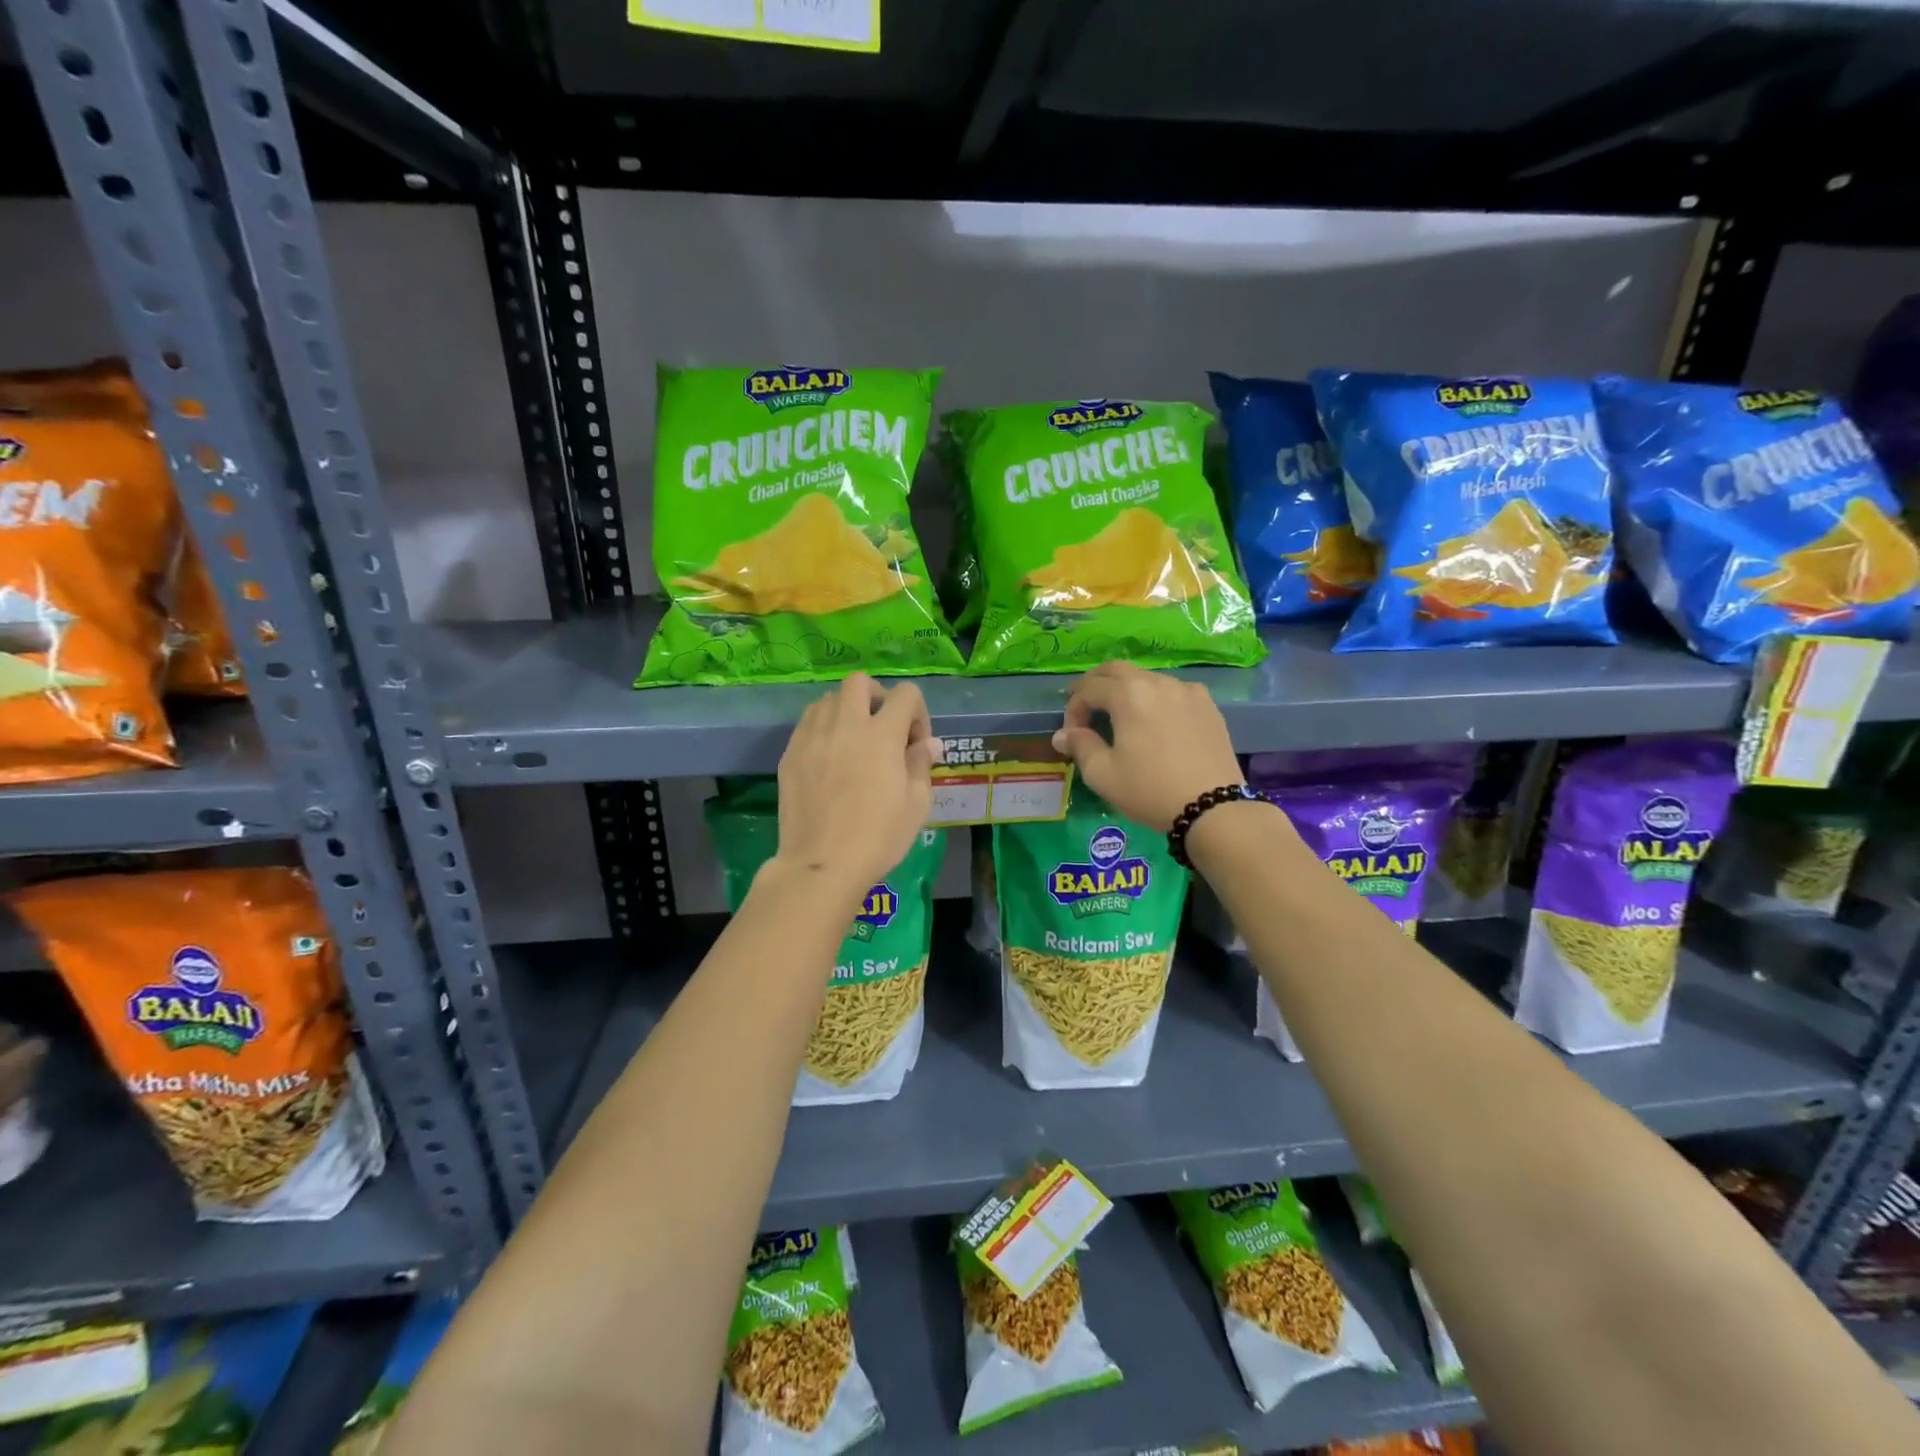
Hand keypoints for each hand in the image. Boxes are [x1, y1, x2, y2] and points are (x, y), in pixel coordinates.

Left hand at [775, 673, 943, 901]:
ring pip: (828, 699)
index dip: (917, 713)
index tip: (916, 743)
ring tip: (853, 740)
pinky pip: (807, 723)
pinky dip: (823, 728)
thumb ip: (921, 764)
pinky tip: (829, 756)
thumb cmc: (878, 837)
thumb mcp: (915, 804)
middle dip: (877, 696)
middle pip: (859, 682)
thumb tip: (929, 743)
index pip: (905, 694)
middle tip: (883, 728)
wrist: (822, 864)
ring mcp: (812, 737)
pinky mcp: (790, 754)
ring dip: (846, 710)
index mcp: (882, 735)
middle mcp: (845, 725)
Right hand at [1052, 663, 1241, 830]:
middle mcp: (1157, 682)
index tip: (1071, 733)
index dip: (1073, 708)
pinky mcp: (1208, 705)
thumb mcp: (1103, 774)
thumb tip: (1063, 734)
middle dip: (1095, 685)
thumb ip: (1080, 746)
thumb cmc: (1150, 790)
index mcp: (1128, 695)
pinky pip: (1173, 691)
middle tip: (1086, 707)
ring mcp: (1187, 690)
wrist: (1213, 807)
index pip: (1089, 688)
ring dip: (1126, 690)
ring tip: (1120, 717)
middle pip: (1116, 670)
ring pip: (1146, 678)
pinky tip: (1156, 722)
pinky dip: (1155, 698)